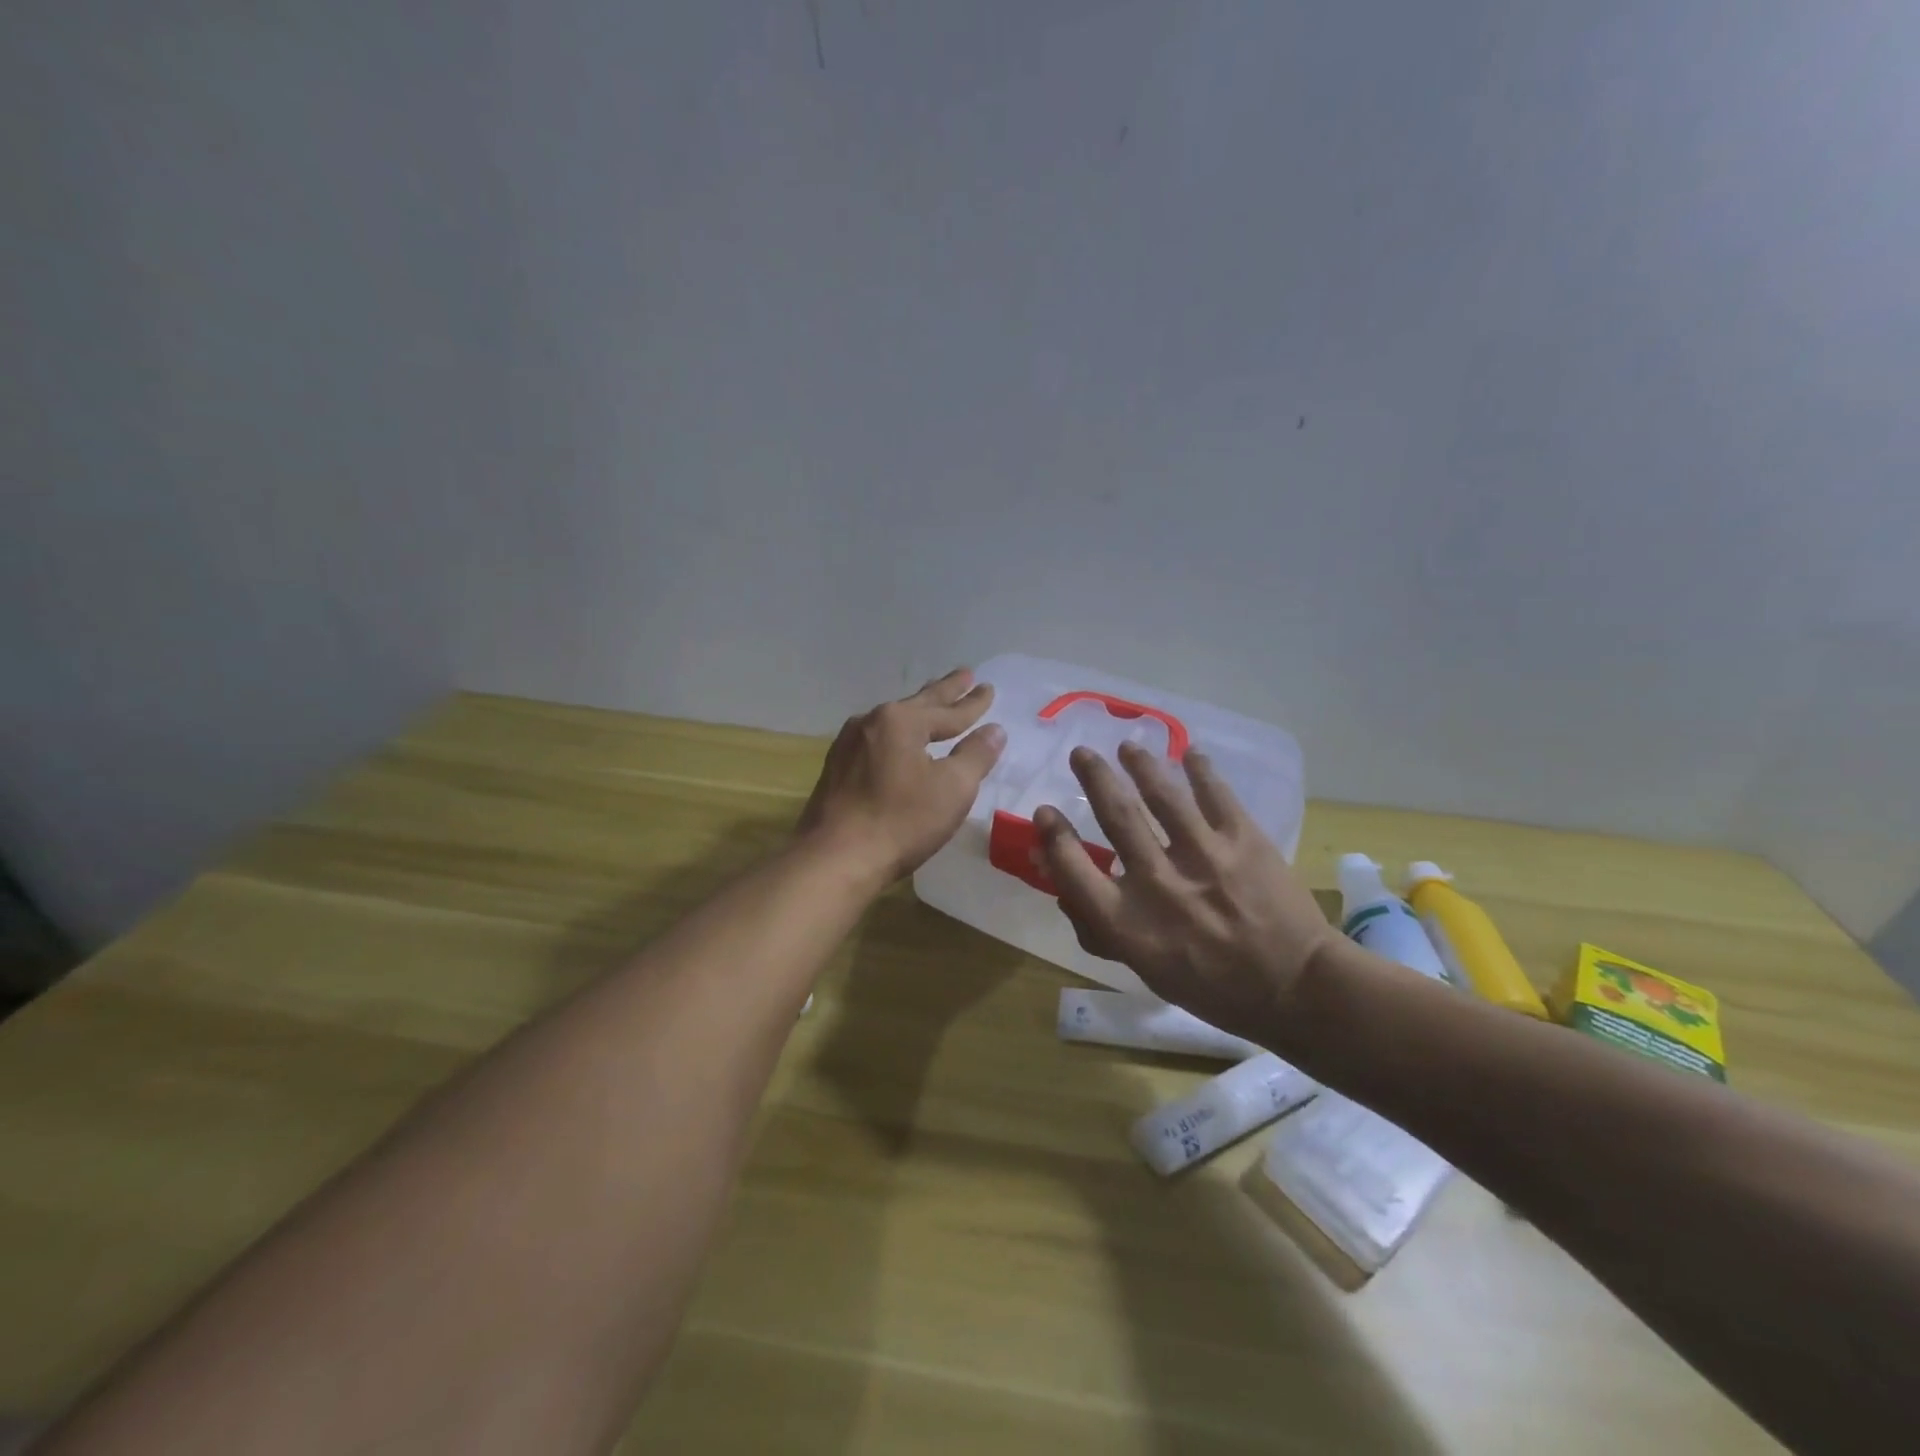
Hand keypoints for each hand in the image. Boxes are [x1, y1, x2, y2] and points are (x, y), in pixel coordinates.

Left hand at [798, 668, 1005, 888]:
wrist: (835, 858)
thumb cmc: (901, 821)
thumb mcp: (952, 789)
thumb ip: (976, 755)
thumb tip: (994, 730)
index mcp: (900, 721)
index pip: (947, 710)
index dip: (972, 703)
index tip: (988, 688)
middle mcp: (871, 723)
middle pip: (918, 704)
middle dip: (944, 691)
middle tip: (965, 674)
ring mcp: (849, 745)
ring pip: (893, 721)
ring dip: (918, 711)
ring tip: (933, 702)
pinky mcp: (837, 769)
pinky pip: (877, 741)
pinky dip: (897, 735)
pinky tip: (897, 741)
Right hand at [1035, 742, 1334, 1042]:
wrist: (1295, 988)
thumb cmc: (1212, 987)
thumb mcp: (1145, 969)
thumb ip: (1100, 929)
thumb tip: (1062, 890)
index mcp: (1128, 923)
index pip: (1072, 868)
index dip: (1053, 835)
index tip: (1045, 811)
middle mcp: (1159, 882)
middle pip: (1116, 816)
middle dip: (1094, 778)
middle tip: (1081, 753)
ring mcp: (1204, 856)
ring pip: (1162, 795)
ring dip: (1140, 764)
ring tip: (1128, 747)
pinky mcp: (1244, 839)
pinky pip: (1215, 794)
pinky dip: (1200, 769)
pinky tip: (1189, 753)